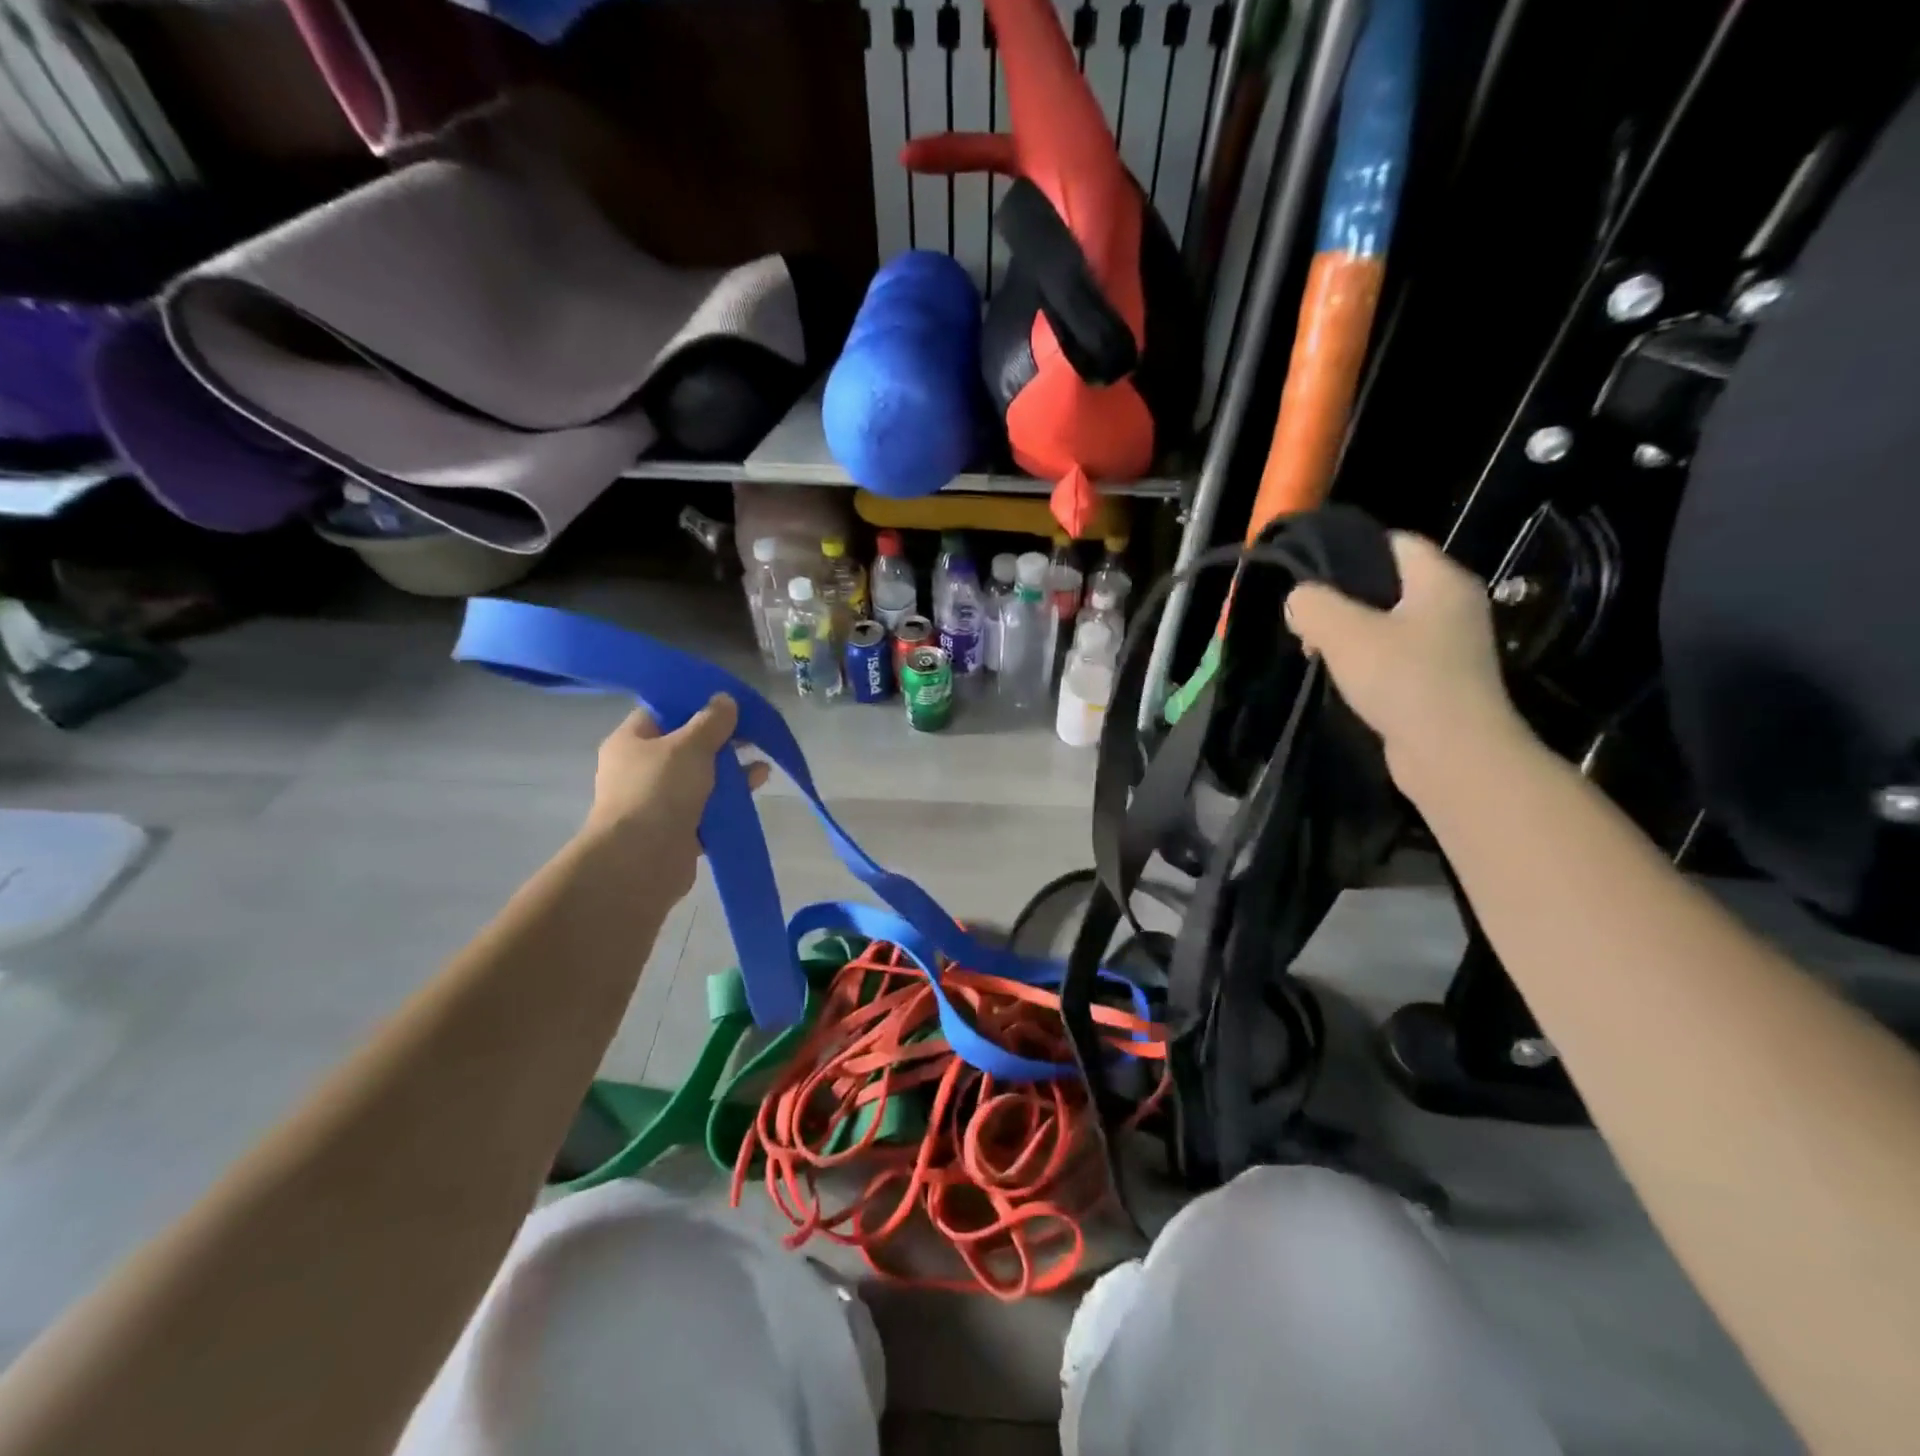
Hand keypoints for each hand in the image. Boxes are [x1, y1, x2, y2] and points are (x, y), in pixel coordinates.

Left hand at [580, 696, 769, 898]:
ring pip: (702, 777)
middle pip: (687, 745)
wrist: (641, 861)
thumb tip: (725, 699)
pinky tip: (757, 786)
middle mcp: (641, 769)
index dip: (696, 704)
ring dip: (732, 770)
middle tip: (754, 733)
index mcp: (632, 741)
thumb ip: (712, 721)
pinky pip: (709, 806)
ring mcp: (659, 800)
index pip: (664, 711)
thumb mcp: (690, 745)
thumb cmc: (659, 791)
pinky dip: (731, 798)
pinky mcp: (678, 828)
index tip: (729, 703)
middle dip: (722, 740)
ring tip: (763, 765)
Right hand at [1284, 532, 1529, 793]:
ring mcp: (1450, 646)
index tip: (1311, 577)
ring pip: (1388, 623)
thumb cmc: (1402, 680)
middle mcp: (1454, 606)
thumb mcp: (1343, 633)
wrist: (1453, 755)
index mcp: (1441, 581)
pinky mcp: (1441, 680)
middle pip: (1388, 584)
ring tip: (1319, 654)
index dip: (1351, 552)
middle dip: (1342, 600)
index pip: (1395, 543)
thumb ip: (1312, 605)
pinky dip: (1368, 663)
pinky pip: (1396, 656)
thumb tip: (1299, 600)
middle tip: (1309, 623)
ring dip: (1351, 636)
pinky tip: (1344, 680)